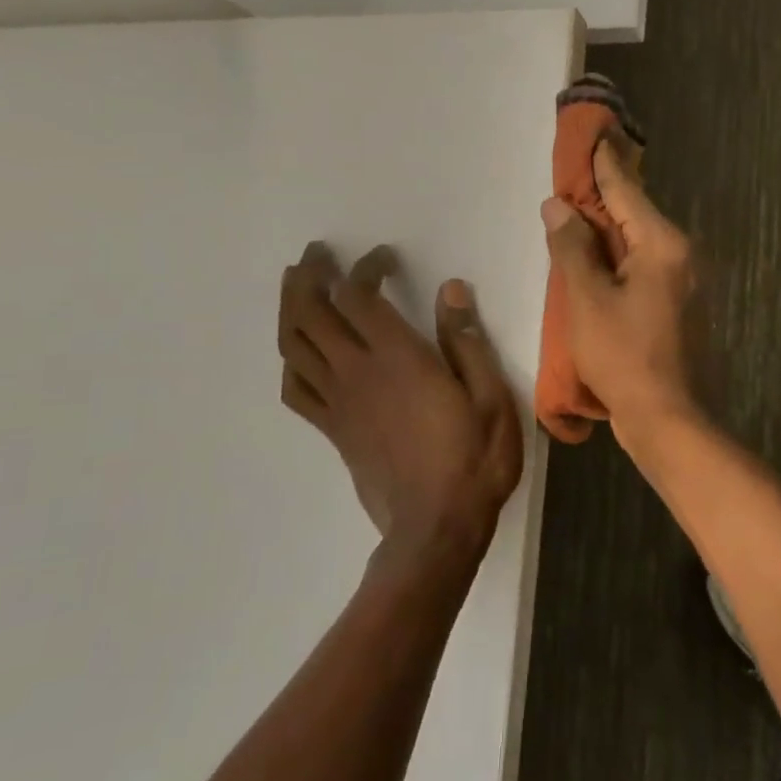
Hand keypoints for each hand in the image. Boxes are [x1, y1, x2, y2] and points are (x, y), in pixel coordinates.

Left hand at [278, 244, 523, 557]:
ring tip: (297, 286)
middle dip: (310, 276)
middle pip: (312, 312)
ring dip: (290, 308)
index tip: (383, 258)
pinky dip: (290, 361)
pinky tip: (298, 350)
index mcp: (399, 359)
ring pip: (294, 345)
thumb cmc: (474, 458)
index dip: (364, 268)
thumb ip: (467, 342)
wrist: (437, 525)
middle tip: (317, 254)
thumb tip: (451, 290)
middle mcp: (358, 373)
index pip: (360, 296)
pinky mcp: (333, 429)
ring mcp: (339, 402)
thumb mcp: (490, 397)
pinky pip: (295, 388)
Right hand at [540, 134, 696, 433]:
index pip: (627, 190)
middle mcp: (682, 255)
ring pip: (641, 242)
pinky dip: (621, 258)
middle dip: (605, 194)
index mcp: (663, 245)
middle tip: (577, 171)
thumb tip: (559, 206)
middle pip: (637, 214)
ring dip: (611, 228)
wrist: (669, 419)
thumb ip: (572, 248)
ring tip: (580, 212)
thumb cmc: (625, 356)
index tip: (595, 133)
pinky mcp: (681, 307)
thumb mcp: (588, 299)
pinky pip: (646, 267)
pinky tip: (599, 260)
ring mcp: (686, 283)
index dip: (604, 163)